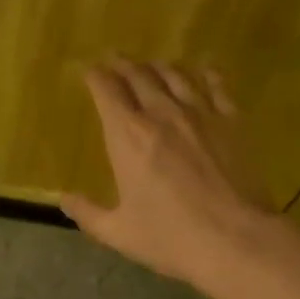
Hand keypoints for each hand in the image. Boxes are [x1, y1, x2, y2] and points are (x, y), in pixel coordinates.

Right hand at [62, 59, 279, 288]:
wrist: (235, 239)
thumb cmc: (170, 238)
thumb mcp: (118, 232)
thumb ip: (87, 213)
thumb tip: (64, 199)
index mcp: (127, 136)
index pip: (106, 91)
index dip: (96, 76)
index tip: (91, 71)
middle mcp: (161, 114)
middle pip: (139, 75)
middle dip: (124, 64)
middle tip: (116, 59)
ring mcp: (200, 113)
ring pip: (175, 75)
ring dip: (159, 66)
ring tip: (152, 64)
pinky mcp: (231, 121)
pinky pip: (216, 85)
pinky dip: (205, 74)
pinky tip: (203, 70)